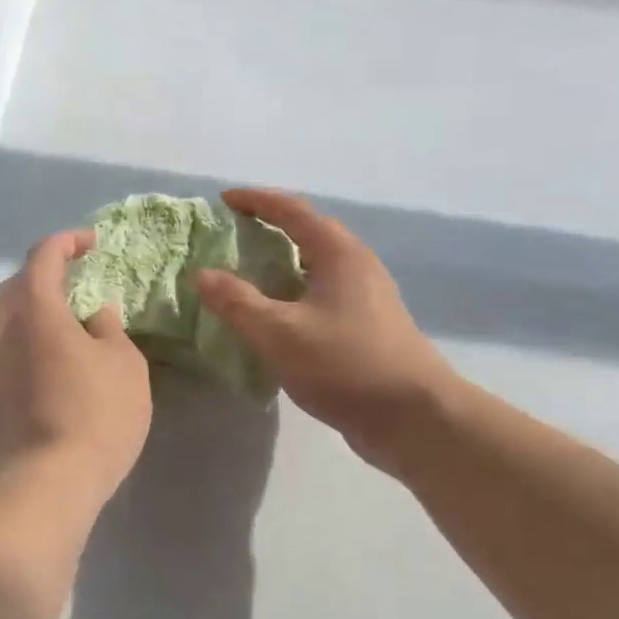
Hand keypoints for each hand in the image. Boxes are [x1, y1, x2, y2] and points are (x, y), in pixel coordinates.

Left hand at [0, 229, 152, 501]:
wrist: (48, 483)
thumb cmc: (95, 414)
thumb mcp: (124, 365)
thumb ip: (109, 329)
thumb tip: (95, 313)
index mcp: (36, 311)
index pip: (42, 257)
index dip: (66, 242)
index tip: (92, 242)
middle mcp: (7, 331)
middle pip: (16, 285)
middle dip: (43, 272)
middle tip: (75, 276)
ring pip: (9, 319)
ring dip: (37, 307)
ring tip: (72, 318)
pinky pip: (12, 348)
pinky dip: (33, 337)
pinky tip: (60, 356)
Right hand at [195, 188, 457, 473]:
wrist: (415, 418)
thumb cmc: (346, 364)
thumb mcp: (280, 333)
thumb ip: (237, 302)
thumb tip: (202, 274)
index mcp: (339, 254)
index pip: (293, 210)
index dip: (256, 200)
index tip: (224, 199)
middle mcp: (356, 266)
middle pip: (308, 234)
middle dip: (269, 229)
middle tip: (231, 235)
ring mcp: (366, 298)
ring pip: (315, 268)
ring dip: (280, 265)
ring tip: (245, 274)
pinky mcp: (367, 328)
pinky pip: (320, 296)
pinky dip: (292, 295)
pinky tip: (274, 318)